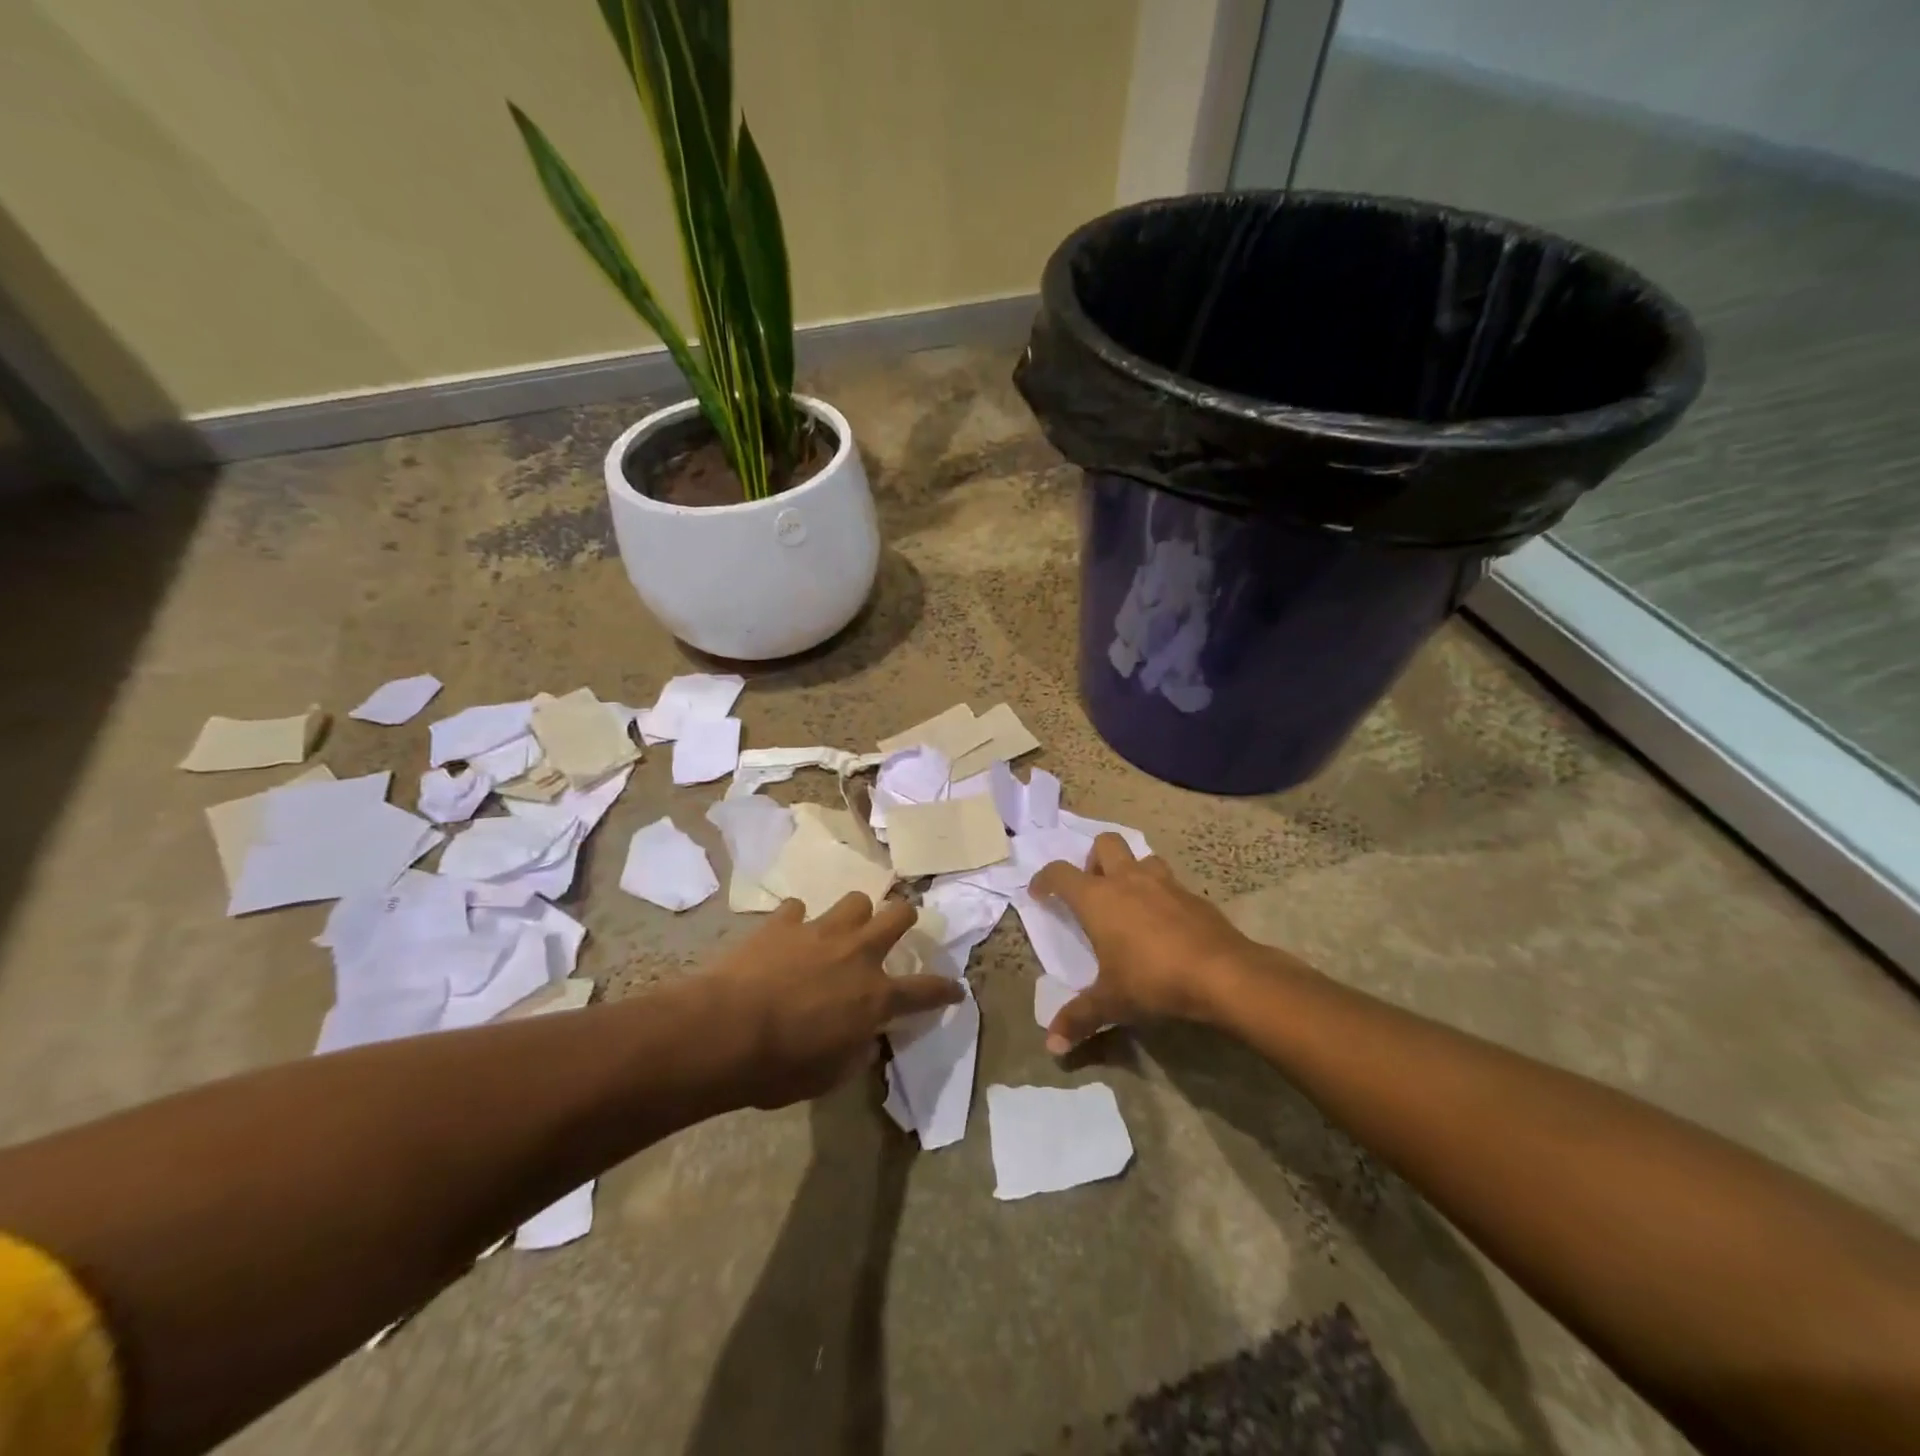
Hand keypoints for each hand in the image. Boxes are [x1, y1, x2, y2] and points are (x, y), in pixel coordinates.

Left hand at [702, 892, 962, 1107]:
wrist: (726, 1031)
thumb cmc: (781, 1066)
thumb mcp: (831, 1075)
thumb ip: (857, 1050)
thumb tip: (865, 1037)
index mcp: (876, 995)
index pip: (926, 991)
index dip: (945, 990)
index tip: (956, 989)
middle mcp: (857, 953)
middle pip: (899, 916)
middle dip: (905, 918)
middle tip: (899, 927)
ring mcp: (820, 931)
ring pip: (855, 900)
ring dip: (855, 914)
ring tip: (843, 928)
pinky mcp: (783, 923)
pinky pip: (797, 909)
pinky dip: (796, 922)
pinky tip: (788, 935)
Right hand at [1030, 834, 1264, 1053]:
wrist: (1222, 974)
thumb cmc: (1153, 980)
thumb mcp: (1111, 1003)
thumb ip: (1079, 1018)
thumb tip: (1052, 1046)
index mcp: (1098, 899)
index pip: (1060, 873)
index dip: (1045, 879)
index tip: (1040, 893)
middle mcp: (1128, 880)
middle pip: (1105, 843)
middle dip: (1094, 859)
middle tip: (1093, 890)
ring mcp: (1164, 883)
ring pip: (1142, 858)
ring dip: (1131, 871)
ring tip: (1130, 902)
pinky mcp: (1194, 896)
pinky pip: (1170, 883)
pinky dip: (1161, 895)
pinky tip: (1165, 924)